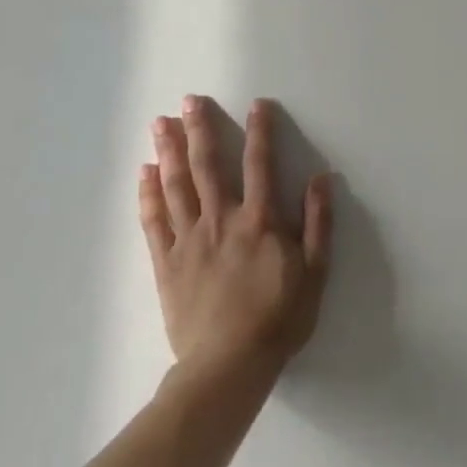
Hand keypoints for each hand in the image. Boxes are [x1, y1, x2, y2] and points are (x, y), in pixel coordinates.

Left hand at [139, 95, 332, 377]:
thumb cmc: (279, 318)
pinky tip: (144, 172)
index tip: (257, 104)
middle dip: (199, 130)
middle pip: (208, 166)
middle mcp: (221, 221)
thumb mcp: (315, 272)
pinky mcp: (166, 263)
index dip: (261, 131)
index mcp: (259, 221)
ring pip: (176, 186)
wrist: (228, 366)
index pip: (260, 164)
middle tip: (189, 100)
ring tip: (159, 123)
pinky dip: (148, 194)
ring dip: (168, 151)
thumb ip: (318, 223)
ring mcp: (189, 241)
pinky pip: (154, 221)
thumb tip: (322, 178)